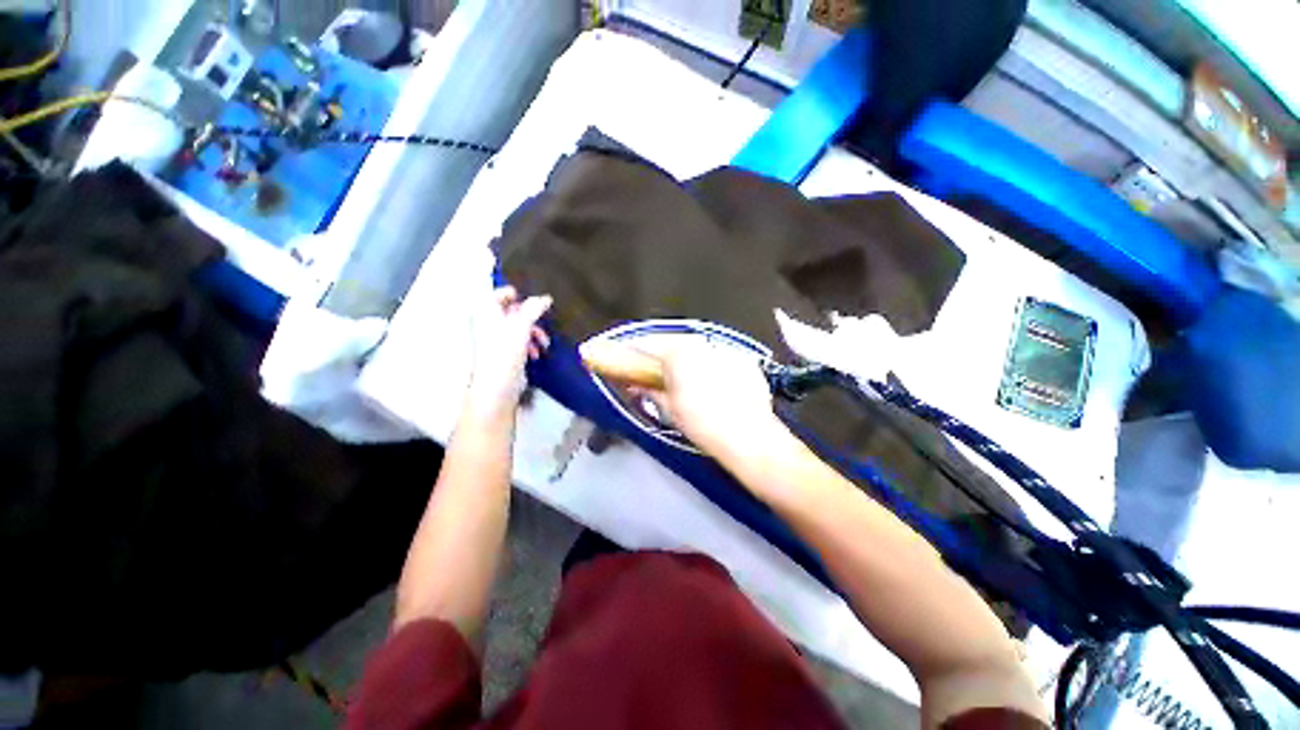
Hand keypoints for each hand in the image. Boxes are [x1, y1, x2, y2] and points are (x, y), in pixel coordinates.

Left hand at [466, 286, 551, 418]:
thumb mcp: (522, 326)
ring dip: (533, 333)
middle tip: (542, 322)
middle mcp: (488, 323)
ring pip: (518, 327)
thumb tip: (545, 298)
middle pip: (512, 311)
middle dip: (530, 318)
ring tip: (543, 343)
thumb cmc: (505, 353)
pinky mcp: (503, 353)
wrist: (498, 386)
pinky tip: (536, 353)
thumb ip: (533, 309)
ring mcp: (495, 339)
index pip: (500, 293)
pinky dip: (529, 344)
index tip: (534, 302)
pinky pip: (519, 341)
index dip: (517, 296)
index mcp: (487, 312)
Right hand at [628, 339, 782, 455]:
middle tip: (655, 370)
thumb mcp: (669, 409)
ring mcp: (726, 349)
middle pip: (674, 342)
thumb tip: (637, 386)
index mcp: (678, 352)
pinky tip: (713, 384)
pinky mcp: (744, 360)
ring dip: (688, 359)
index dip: (634, 350)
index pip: (648, 343)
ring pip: (699, 348)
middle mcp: (702, 343)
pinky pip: (720, 357)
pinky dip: (712, 366)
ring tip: (686, 378)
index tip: (626, 356)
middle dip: (662, 354)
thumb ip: (650, 391)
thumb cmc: (704, 424)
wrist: (748, 436)